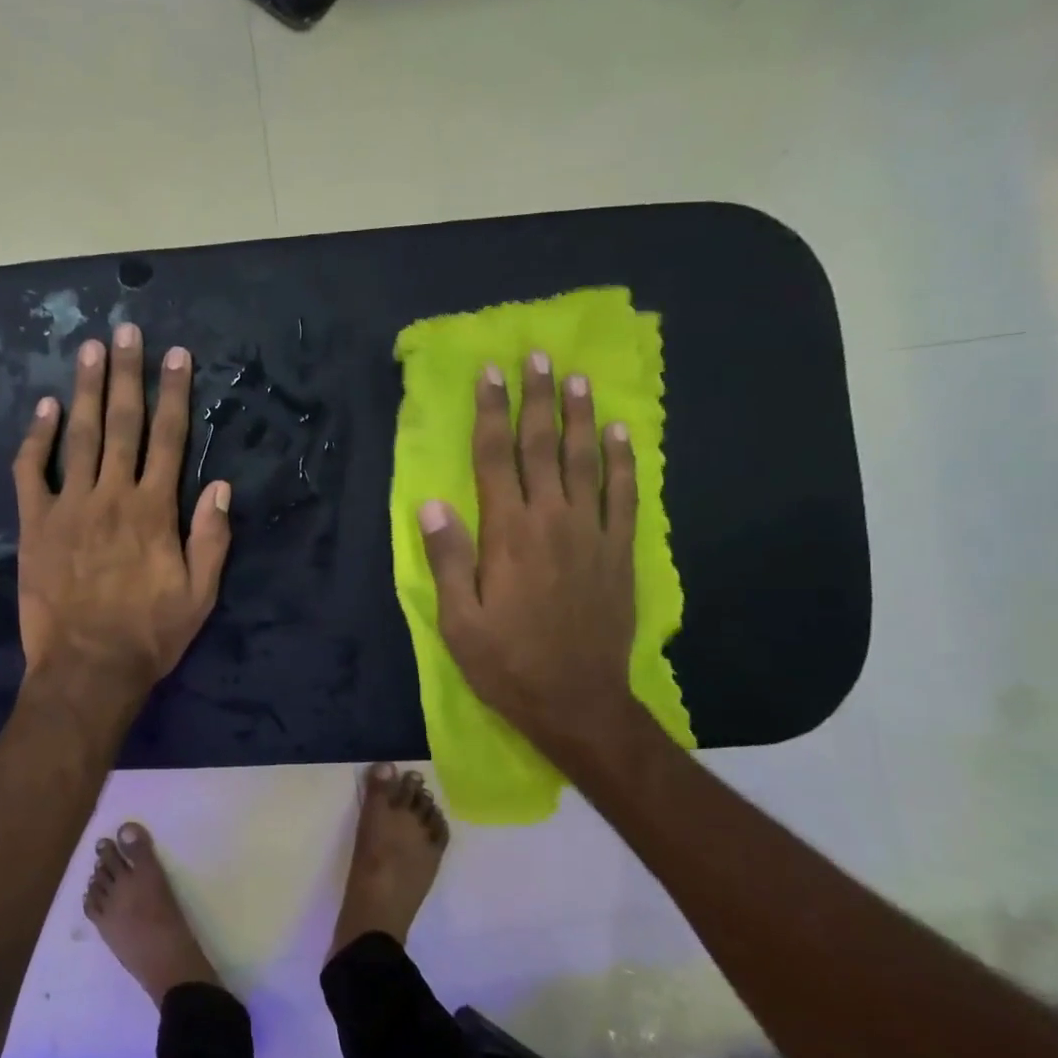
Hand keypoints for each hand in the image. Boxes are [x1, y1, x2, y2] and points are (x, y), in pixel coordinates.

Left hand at [13, 324, 231, 690]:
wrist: (87, 668)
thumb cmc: (149, 634)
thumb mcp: (200, 595)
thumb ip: (211, 538)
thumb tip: (220, 486)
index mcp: (154, 510)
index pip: (169, 439)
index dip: (175, 394)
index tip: (176, 356)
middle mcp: (112, 495)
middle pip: (122, 423)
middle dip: (127, 374)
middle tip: (127, 331)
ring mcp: (68, 506)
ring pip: (78, 436)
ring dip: (84, 389)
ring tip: (90, 349)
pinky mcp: (34, 524)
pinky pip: (31, 472)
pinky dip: (36, 439)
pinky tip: (42, 408)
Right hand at [418, 355, 638, 757]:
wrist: (577, 701)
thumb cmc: (506, 662)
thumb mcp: (457, 619)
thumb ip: (447, 557)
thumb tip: (432, 503)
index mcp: (507, 534)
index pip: (494, 459)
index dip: (490, 413)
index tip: (489, 373)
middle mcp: (551, 522)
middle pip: (543, 447)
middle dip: (536, 399)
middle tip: (536, 356)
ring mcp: (592, 534)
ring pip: (586, 461)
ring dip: (580, 416)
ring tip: (576, 378)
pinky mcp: (619, 553)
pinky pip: (624, 496)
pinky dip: (623, 461)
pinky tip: (620, 433)